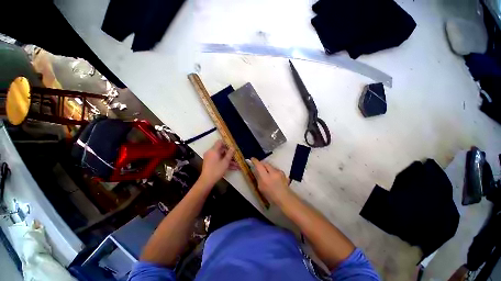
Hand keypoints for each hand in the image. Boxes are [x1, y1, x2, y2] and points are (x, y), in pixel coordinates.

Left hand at [199, 140, 235, 185]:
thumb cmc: (216, 170)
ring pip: (221, 156)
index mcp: (213, 150)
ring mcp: (210, 158)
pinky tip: (233, 168)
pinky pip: (219, 160)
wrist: (207, 181)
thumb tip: (233, 147)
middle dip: (230, 154)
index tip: (232, 146)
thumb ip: (230, 154)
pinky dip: (225, 163)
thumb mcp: (225, 162)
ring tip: (237, 165)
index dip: (226, 143)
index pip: (220, 142)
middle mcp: (211, 153)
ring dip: (229, 160)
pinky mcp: (210, 163)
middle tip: (236, 156)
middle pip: (221, 150)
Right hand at [251, 158, 289, 203]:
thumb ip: (259, 177)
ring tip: (266, 172)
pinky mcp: (283, 172)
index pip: (259, 165)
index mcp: (266, 177)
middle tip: (258, 166)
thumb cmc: (271, 194)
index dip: (255, 161)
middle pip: (265, 163)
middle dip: (261, 163)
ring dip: (267, 167)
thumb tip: (257, 170)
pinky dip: (272, 170)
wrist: (285, 197)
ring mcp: (279, 172)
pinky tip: (272, 176)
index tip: (252, 159)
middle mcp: (273, 172)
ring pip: (270, 166)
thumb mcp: (261, 187)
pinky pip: (275, 169)